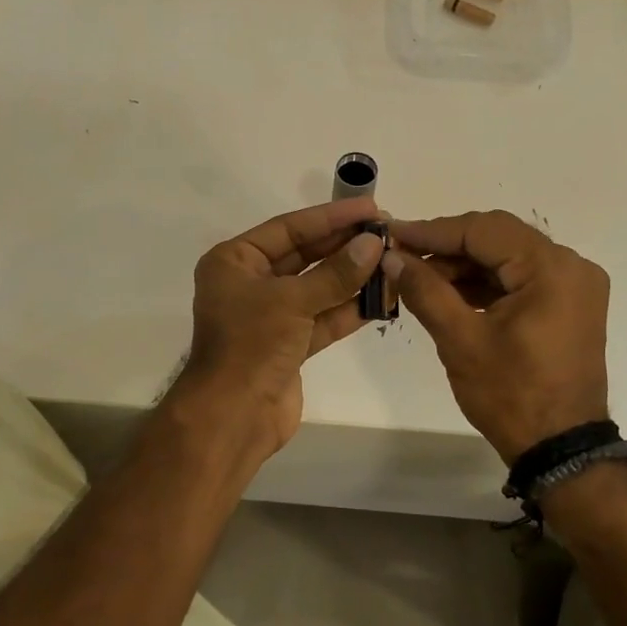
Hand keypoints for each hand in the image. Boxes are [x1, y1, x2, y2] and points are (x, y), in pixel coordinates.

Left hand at [172, 198, 387, 454]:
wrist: (233, 416)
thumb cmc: (250, 345)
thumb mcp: (292, 301)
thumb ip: (335, 273)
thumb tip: (374, 243)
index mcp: (235, 262)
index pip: (289, 228)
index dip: (330, 217)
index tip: (370, 208)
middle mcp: (250, 283)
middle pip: (304, 255)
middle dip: (345, 245)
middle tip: (388, 232)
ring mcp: (271, 316)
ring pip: (318, 288)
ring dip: (353, 277)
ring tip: (393, 261)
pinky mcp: (289, 345)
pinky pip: (323, 318)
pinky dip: (349, 309)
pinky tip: (382, 297)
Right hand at [390, 210, 610, 462]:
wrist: (560, 449)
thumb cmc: (511, 395)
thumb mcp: (460, 340)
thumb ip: (425, 290)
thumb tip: (392, 256)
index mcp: (552, 269)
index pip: (483, 230)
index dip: (433, 231)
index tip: (391, 234)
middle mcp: (571, 266)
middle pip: (498, 238)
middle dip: (447, 247)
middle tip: (401, 256)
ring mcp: (574, 286)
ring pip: (508, 258)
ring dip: (463, 266)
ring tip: (417, 278)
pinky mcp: (569, 306)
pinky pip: (520, 280)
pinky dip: (485, 284)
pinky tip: (448, 293)